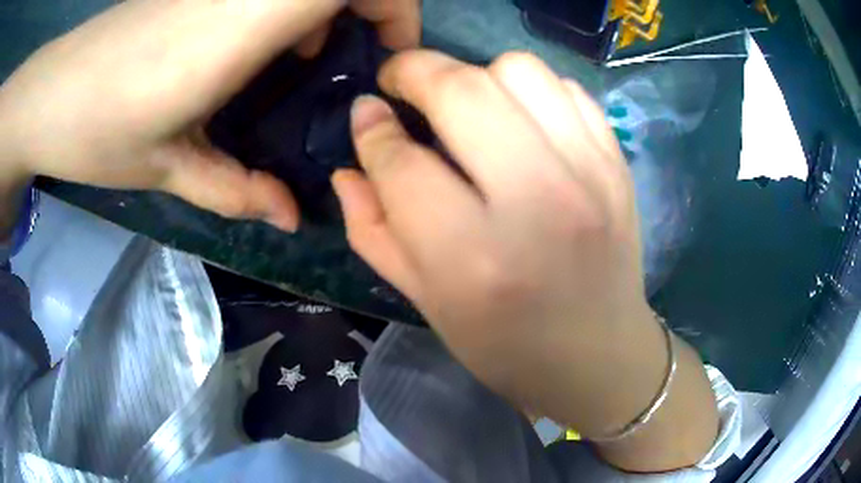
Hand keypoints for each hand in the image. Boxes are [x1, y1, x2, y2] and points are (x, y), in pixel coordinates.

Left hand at [0, 0, 418, 231]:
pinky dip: (293, 5)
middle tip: (354, 55)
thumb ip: (238, 189)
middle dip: (373, 6)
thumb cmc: (98, 130)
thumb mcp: (168, 169)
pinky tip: (263, 44)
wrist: (52, 92)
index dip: (394, 8)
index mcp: (239, 25)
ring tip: (305, 57)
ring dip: (328, 8)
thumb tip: (290, 217)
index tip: (393, 54)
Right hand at [334, 50, 717, 470]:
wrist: (600, 356)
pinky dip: (532, 89)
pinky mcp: (617, 164)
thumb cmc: (506, 346)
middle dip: (414, 70)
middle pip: (462, 89)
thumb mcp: (425, 303)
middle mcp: (536, 202)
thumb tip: (348, 166)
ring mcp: (589, 175)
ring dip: (477, 73)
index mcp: (473, 258)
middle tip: (399, 81)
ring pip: (519, 70)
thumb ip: (374, 230)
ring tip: (466, 102)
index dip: (372, 130)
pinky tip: (520, 120)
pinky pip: (568, 88)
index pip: (402, 162)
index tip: (366, 115)